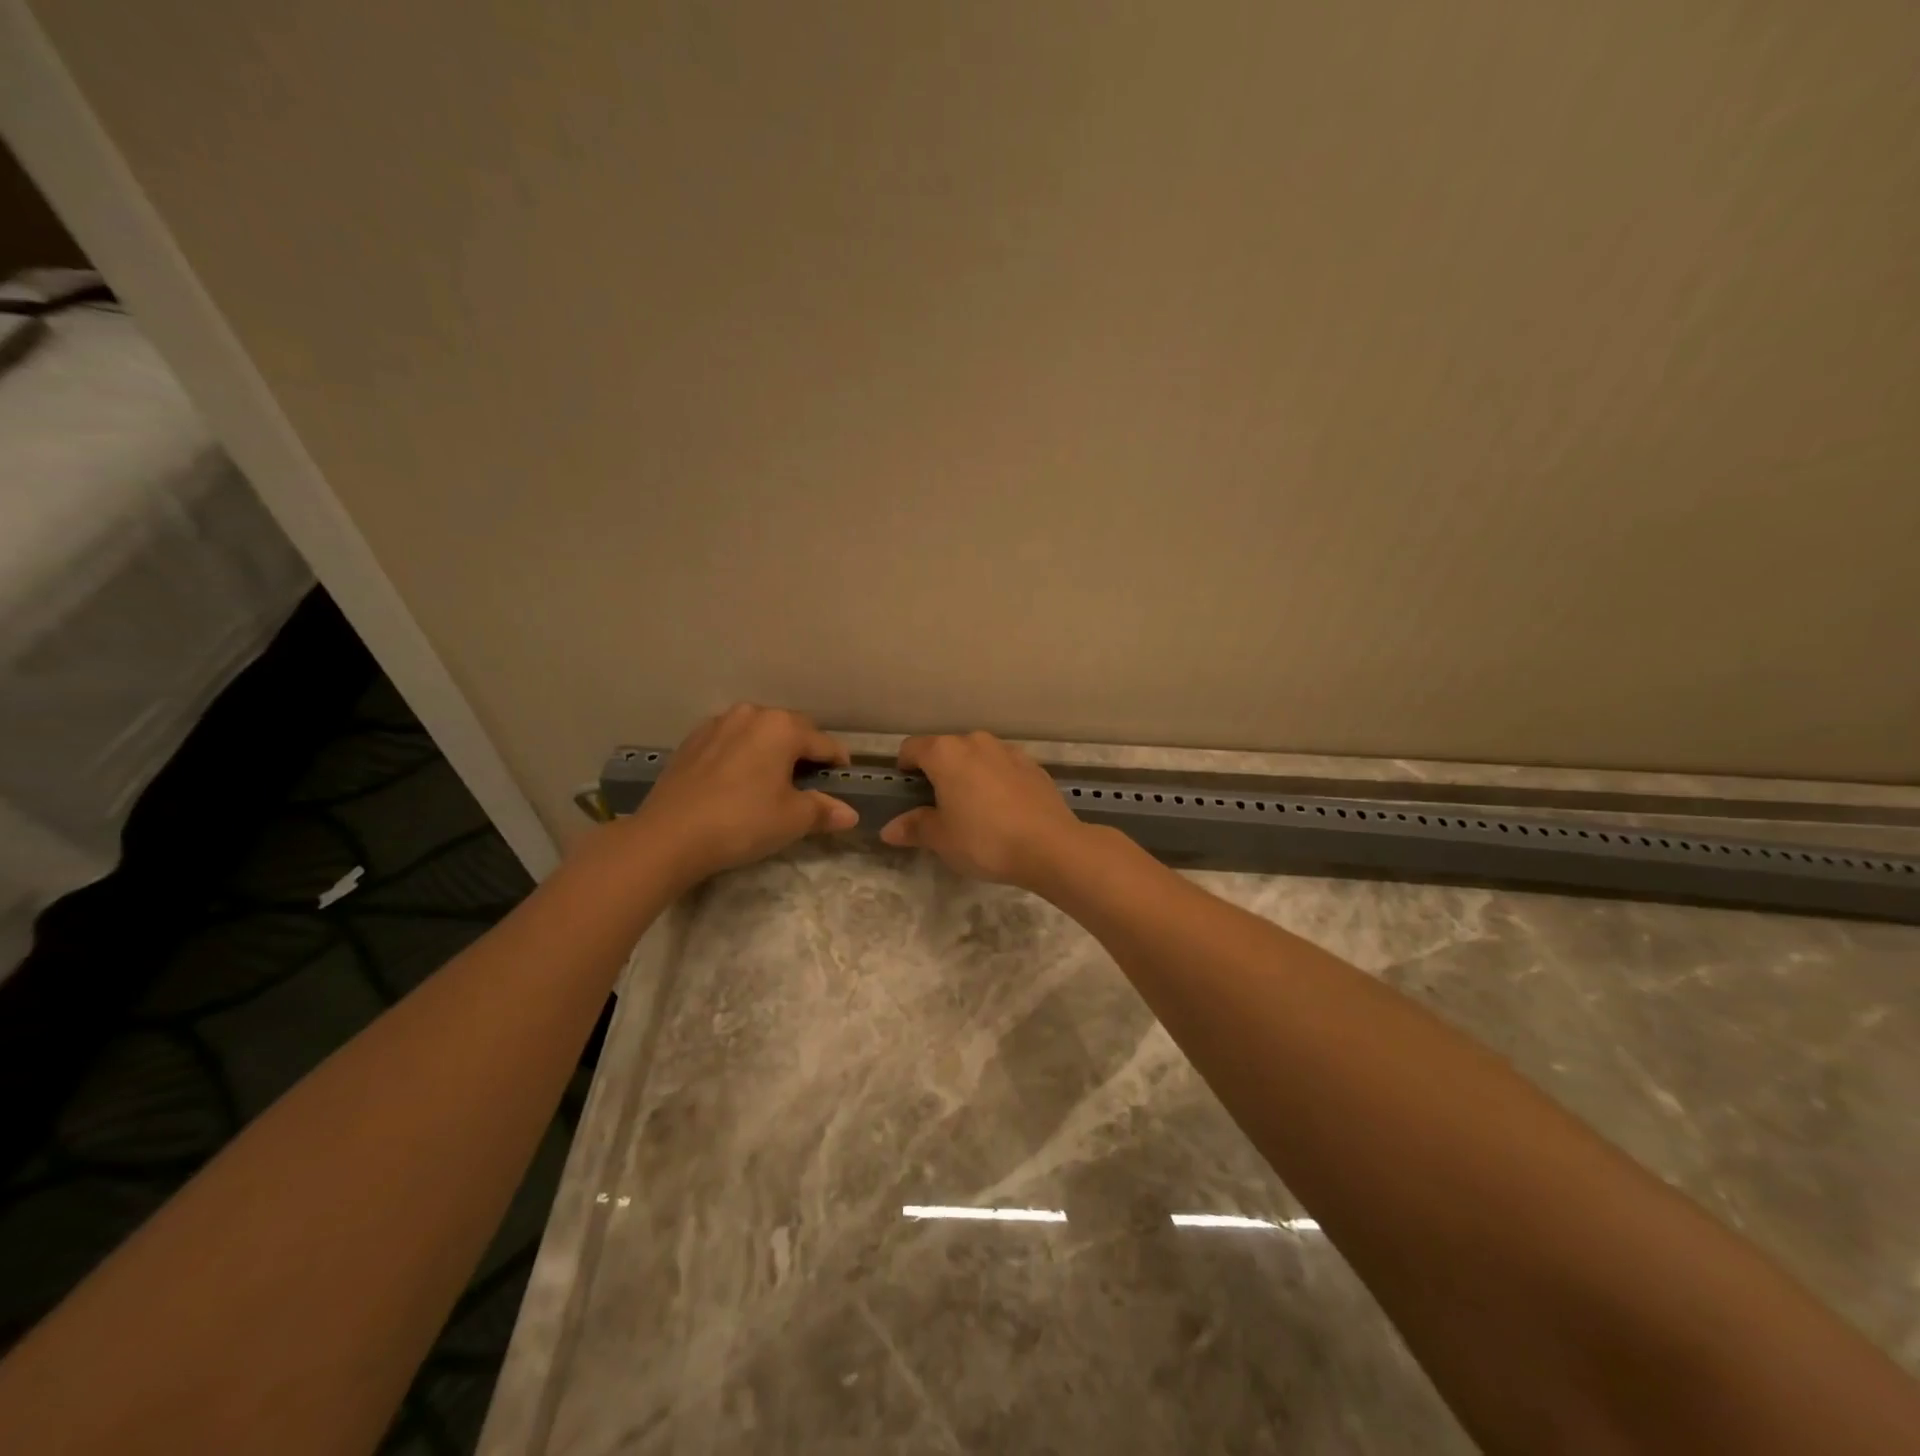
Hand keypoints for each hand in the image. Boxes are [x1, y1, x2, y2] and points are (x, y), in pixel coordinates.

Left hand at [629, 704, 856, 886]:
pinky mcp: (692, 741)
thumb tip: (850, 814)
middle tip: (809, 784)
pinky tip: (738, 782)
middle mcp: (752, 714)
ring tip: (772, 781)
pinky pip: (731, 741)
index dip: (839, 764)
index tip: (843, 783)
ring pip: (759, 732)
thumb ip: (824, 810)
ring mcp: (717, 724)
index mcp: (782, 727)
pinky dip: (743, 755)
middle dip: (805, 752)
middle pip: (792, 729)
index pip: (825, 743)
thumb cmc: (742, 822)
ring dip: (772, 750)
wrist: (668, 836)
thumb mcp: (792, 820)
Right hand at [879, 731, 1090, 891]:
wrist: (1051, 846)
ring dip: (969, 774)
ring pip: (977, 756)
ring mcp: (1008, 751)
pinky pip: (1003, 767)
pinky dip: (996, 781)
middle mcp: (976, 742)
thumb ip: (914, 827)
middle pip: (946, 749)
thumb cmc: (984, 840)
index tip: (907, 792)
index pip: (912, 748)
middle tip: (939, 806)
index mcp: (946, 753)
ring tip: (973, 809)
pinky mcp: (1033, 766)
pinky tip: (1003, 810)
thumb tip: (889, 829)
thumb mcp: (942, 839)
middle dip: (938, 772)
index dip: (904, 768)